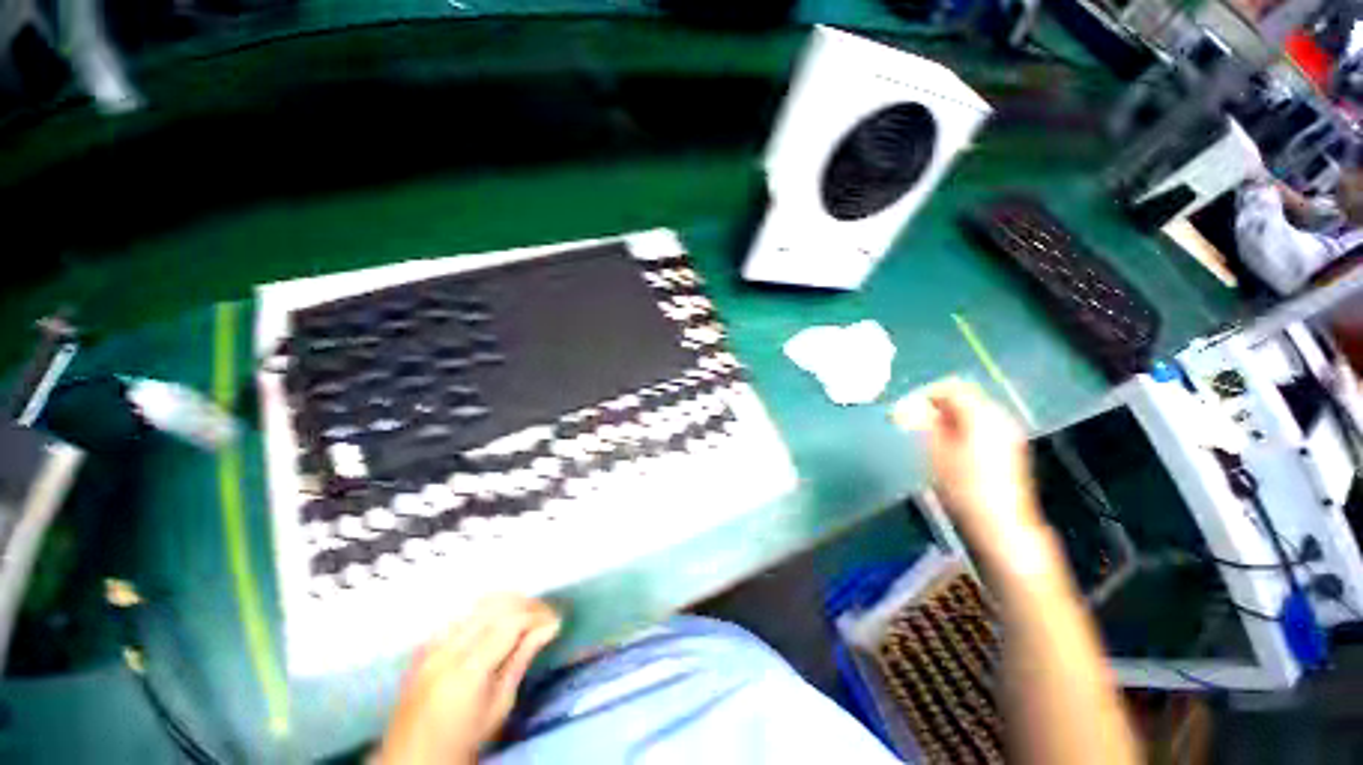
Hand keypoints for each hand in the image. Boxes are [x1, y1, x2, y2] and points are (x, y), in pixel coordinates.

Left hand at [379, 594, 561, 764]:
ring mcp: (433, 643)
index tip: (557, 621)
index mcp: (468, 670)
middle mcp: (448, 648)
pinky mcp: (427, 643)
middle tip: (545, 616)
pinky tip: (499, 624)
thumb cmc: (464, 739)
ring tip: (527, 617)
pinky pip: (464, 613)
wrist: (414, 758)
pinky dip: (488, 611)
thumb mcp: (500, 704)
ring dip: (509, 603)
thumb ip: (522, 659)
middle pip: (496, 604)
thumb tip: (550, 626)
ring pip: (480, 603)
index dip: (538, 615)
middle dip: (527, 604)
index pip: (511, 622)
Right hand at [893, 378, 1044, 553]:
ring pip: (972, 409)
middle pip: (964, 396)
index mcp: (981, 415)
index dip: (924, 394)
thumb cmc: (963, 486)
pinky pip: (980, 423)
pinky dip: (960, 425)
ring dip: (946, 415)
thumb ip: (922, 422)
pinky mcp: (1008, 447)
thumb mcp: (935, 451)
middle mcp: (999, 417)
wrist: (1000, 522)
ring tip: (926, 432)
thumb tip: (906, 405)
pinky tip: (947, 444)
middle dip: (935, 404)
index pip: (950, 387)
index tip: (904, 408)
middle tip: (912, 420)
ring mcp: (1007, 432)